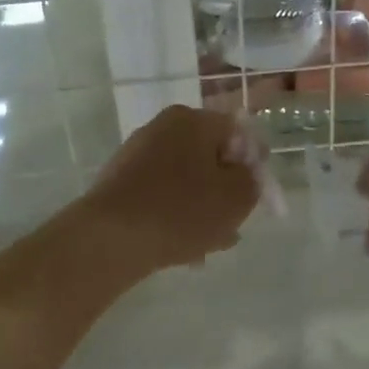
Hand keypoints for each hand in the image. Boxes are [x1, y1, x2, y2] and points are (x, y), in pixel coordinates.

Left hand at [79, 105, 263, 274]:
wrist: (109, 238)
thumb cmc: (182, 211)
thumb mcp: (236, 197)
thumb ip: (252, 179)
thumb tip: (245, 172)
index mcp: (194, 120)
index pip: (239, 134)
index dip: (255, 165)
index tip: (259, 197)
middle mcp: (164, 127)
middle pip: (210, 158)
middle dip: (225, 191)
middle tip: (235, 224)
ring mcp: (138, 153)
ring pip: (186, 180)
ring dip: (202, 208)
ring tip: (210, 245)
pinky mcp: (120, 181)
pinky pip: (161, 194)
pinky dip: (176, 215)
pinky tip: (183, 248)